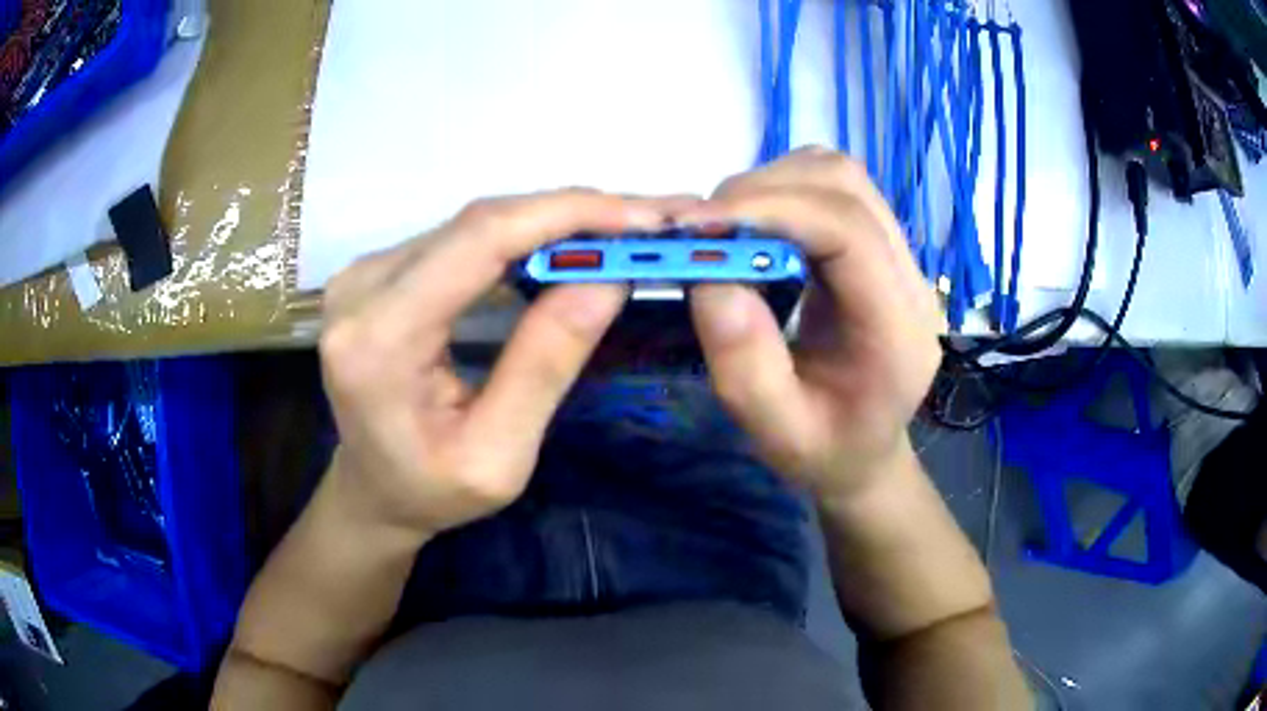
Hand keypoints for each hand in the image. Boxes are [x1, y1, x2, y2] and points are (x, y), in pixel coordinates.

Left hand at [319, 190, 673, 535]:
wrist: (371, 490)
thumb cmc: (430, 491)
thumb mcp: (499, 456)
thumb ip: (544, 365)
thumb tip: (608, 279)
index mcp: (381, 338)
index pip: (481, 240)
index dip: (567, 215)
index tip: (644, 217)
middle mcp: (362, 288)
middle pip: (480, 222)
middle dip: (573, 214)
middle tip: (648, 223)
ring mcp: (365, 273)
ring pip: (474, 223)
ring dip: (551, 222)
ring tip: (618, 232)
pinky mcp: (378, 272)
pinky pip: (460, 238)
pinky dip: (521, 236)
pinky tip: (564, 246)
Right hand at [682, 149, 942, 498]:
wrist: (866, 450)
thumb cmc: (827, 452)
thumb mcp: (778, 435)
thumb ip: (746, 368)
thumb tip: (709, 278)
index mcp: (898, 329)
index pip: (850, 232)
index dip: (775, 211)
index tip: (702, 226)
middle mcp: (908, 277)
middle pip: (846, 186)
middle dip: (766, 191)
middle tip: (705, 230)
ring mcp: (897, 256)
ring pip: (839, 176)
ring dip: (774, 185)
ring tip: (728, 230)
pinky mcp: (876, 246)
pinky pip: (832, 190)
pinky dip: (783, 192)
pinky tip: (757, 231)